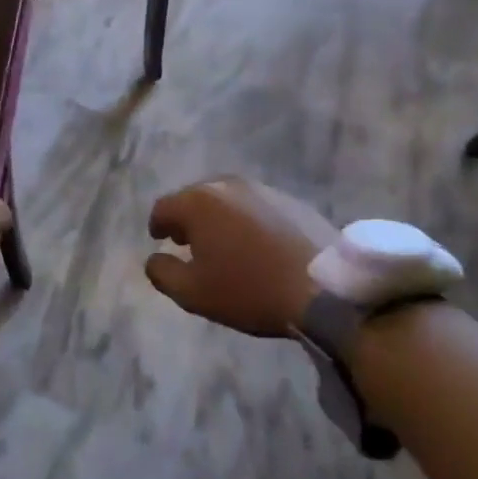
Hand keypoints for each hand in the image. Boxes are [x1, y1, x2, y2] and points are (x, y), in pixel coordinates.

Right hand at [145, 177, 340, 337]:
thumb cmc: (249, 289)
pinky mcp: (291, 200)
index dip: (157, 225)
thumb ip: (163, 273)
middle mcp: (227, 185)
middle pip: (195, 198)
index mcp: (198, 203)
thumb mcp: (193, 293)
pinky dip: (246, 221)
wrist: (324, 288)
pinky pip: (255, 207)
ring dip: (218, 218)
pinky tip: (256, 245)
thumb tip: (153, 258)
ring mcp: (262, 189)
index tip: (159, 239)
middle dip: (187, 218)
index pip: (163, 207)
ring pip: (227, 200)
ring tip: (223, 244)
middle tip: (188, 242)